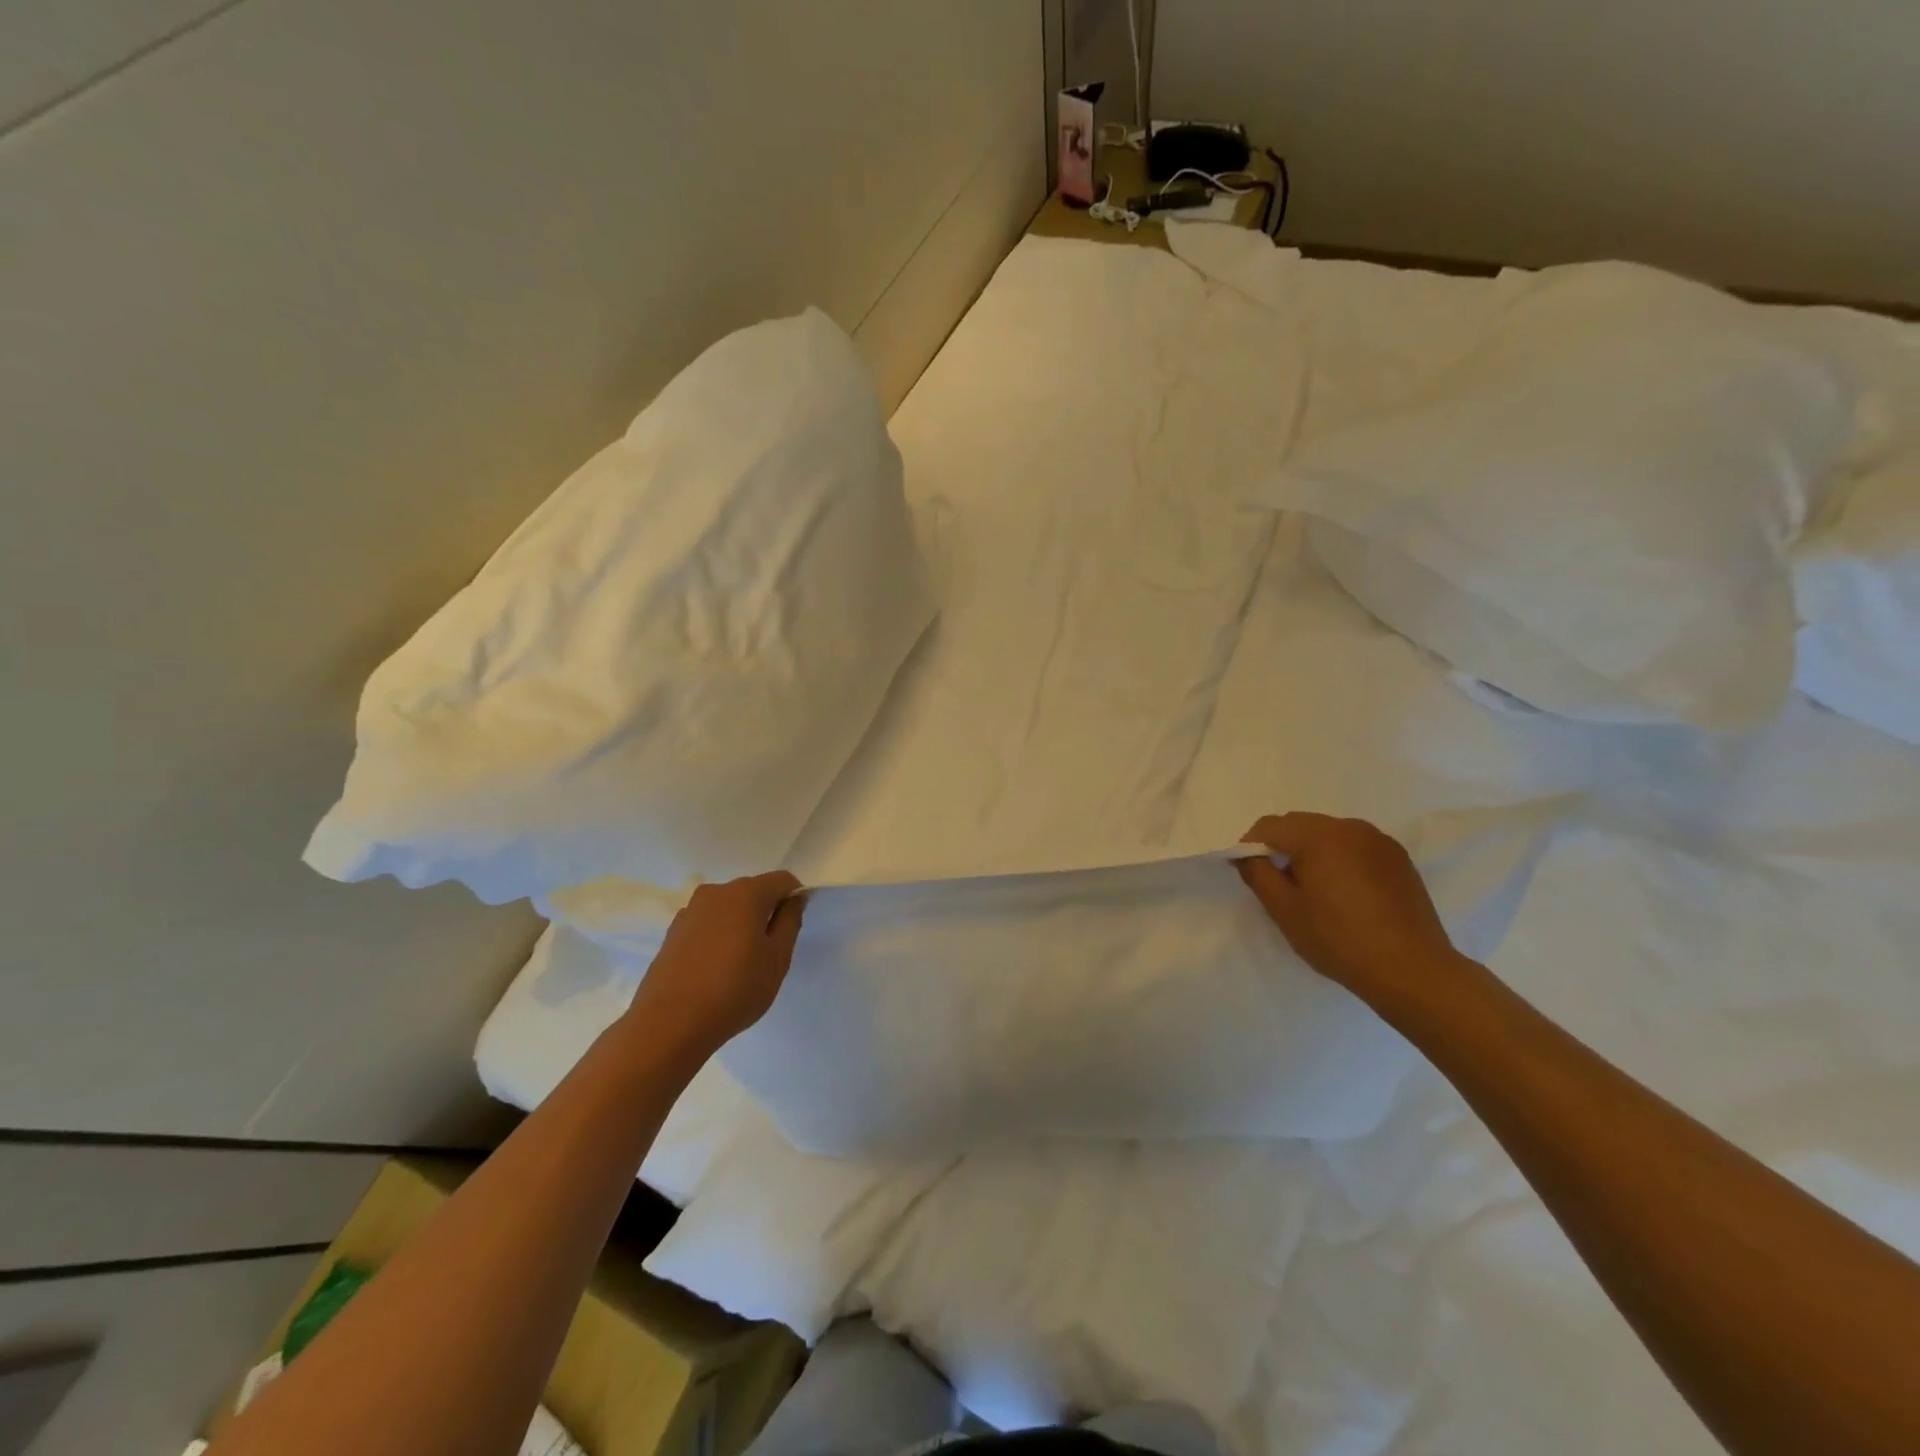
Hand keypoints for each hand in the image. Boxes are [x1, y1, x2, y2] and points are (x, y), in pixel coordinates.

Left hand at [626, 872, 805, 1061]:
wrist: (669, 1024)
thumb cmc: (734, 989)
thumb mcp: (777, 958)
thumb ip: (790, 921)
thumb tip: (794, 899)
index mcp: (746, 893)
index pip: (783, 880)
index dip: (795, 898)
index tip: (792, 929)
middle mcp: (716, 892)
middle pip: (753, 891)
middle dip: (766, 912)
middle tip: (769, 951)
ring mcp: (690, 911)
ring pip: (728, 908)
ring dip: (740, 925)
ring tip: (739, 964)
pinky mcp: (672, 932)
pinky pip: (707, 924)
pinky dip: (717, 936)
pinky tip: (713, 969)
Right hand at [1237, 812, 1465, 1006]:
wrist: (1412, 970)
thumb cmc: (1339, 939)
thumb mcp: (1284, 910)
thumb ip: (1258, 874)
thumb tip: (1246, 855)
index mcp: (1318, 836)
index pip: (1269, 826)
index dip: (1250, 846)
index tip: (1248, 872)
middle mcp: (1349, 827)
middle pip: (1299, 824)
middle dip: (1281, 846)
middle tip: (1278, 882)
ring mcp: (1378, 840)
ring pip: (1328, 833)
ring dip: (1311, 851)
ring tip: (1313, 889)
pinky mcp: (1398, 858)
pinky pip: (1355, 846)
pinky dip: (1339, 858)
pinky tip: (1344, 892)